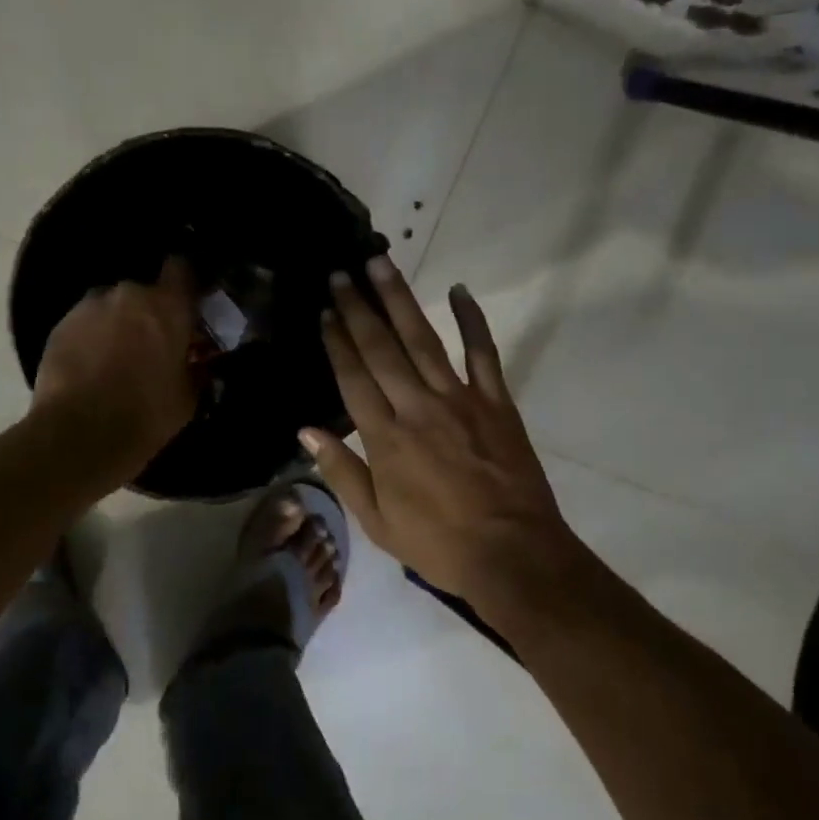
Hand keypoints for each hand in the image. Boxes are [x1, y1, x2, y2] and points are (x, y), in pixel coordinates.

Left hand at [32, 257, 199, 483]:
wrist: (79, 435)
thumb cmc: (146, 414)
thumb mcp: (188, 396)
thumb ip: (195, 368)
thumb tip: (197, 362)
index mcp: (167, 306)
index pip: (182, 267)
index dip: (186, 282)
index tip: (189, 302)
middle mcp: (128, 294)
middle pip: (144, 291)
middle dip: (149, 313)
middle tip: (153, 344)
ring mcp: (89, 307)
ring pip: (112, 307)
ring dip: (118, 324)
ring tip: (117, 357)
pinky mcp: (59, 325)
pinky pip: (85, 323)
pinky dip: (92, 338)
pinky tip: (92, 367)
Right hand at [303, 255, 580, 614]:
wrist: (513, 555)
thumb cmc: (438, 544)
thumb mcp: (376, 521)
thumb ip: (342, 472)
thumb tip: (306, 431)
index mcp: (385, 439)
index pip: (353, 378)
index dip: (336, 341)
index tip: (324, 311)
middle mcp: (417, 408)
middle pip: (381, 348)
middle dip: (358, 308)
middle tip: (341, 273)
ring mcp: (459, 400)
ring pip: (422, 339)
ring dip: (399, 300)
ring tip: (381, 265)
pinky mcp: (495, 401)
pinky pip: (483, 352)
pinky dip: (472, 320)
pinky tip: (458, 290)